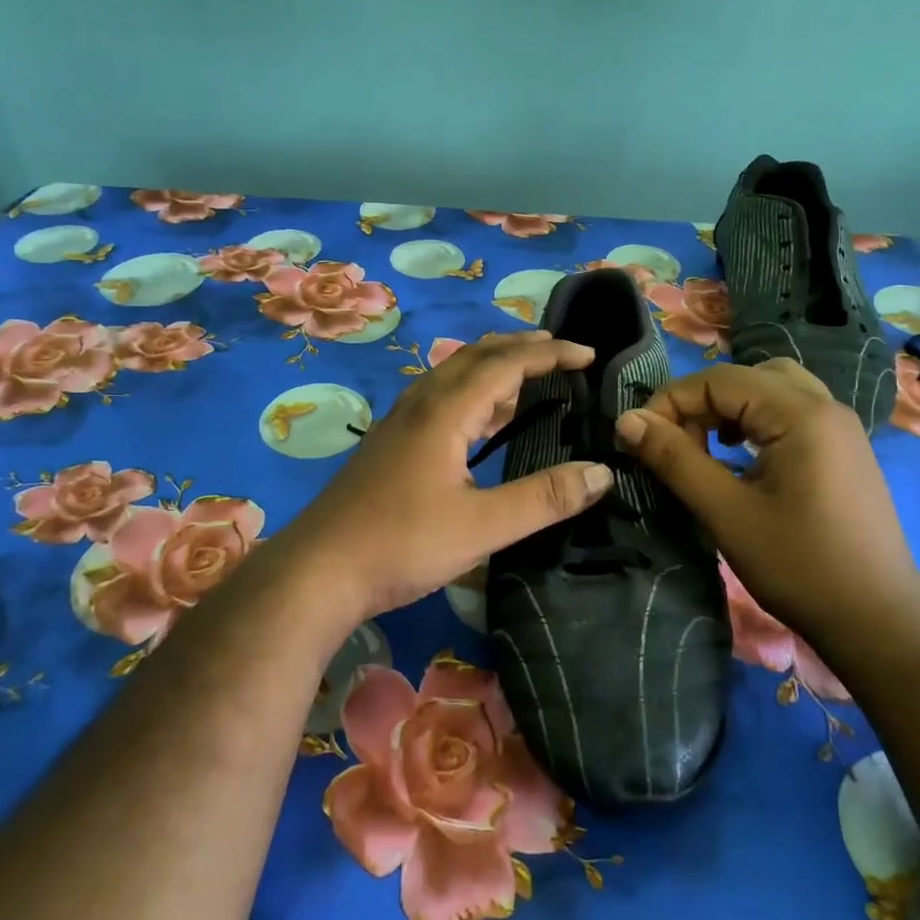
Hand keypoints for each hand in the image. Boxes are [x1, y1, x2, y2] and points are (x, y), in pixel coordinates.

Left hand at [267, 333, 614, 631]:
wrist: (317, 571)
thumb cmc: (401, 544)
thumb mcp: (482, 527)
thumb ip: (544, 498)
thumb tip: (602, 472)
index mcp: (445, 411)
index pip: (506, 364)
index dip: (551, 354)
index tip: (589, 355)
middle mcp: (421, 404)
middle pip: (475, 356)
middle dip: (520, 348)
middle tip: (559, 351)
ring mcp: (400, 423)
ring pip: (452, 375)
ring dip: (492, 366)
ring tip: (526, 376)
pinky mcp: (389, 444)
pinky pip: (438, 397)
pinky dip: (470, 392)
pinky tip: (477, 420)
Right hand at [614, 359, 919, 650]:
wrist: (878, 621)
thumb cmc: (799, 566)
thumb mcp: (726, 513)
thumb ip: (675, 459)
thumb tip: (628, 420)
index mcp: (801, 414)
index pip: (720, 380)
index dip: (671, 401)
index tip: (640, 437)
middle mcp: (825, 406)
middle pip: (747, 377)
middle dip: (701, 402)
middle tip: (675, 443)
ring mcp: (840, 427)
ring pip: (771, 390)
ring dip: (729, 409)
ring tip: (706, 446)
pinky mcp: (844, 450)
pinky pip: (792, 412)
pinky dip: (757, 421)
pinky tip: (741, 457)